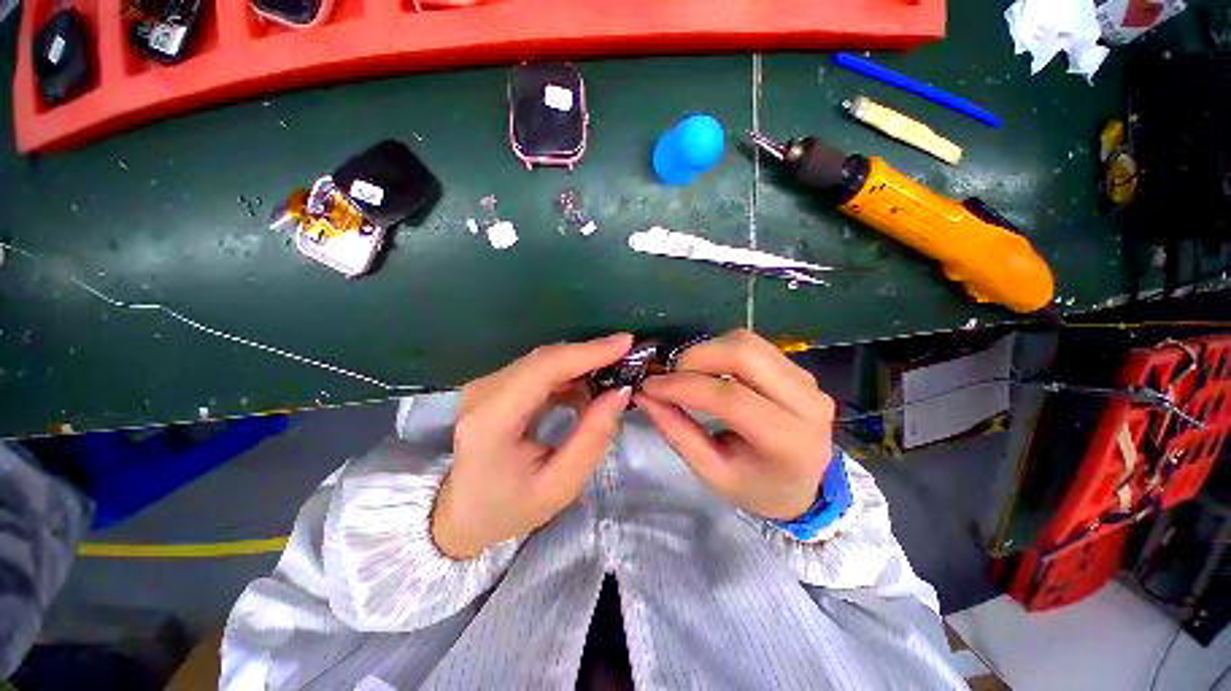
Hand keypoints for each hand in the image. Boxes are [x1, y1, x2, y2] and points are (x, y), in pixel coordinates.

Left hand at [432, 334, 633, 559]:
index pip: (544, 369)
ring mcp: (485, 385)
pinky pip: (537, 369)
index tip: (626, 343)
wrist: (462, 515)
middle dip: (590, 354)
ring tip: (611, 377)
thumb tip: (621, 392)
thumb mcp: (560, 485)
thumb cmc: (510, 508)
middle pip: (544, 358)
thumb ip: (593, 437)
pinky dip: (567, 374)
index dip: (587, 352)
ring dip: (580, 364)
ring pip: (543, 360)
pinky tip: (585, 390)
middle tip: (627, 358)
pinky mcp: (493, 386)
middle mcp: (483, 392)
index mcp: (493, 420)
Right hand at [635, 329, 834, 520]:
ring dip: (707, 350)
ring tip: (686, 373)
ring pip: (748, 342)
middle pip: (744, 353)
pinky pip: (753, 345)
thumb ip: (677, 432)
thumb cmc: (756, 487)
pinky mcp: (798, 368)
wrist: (805, 486)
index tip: (650, 385)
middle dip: (696, 357)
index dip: (684, 386)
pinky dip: (721, 351)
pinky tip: (708, 371)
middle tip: (670, 375)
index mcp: (789, 441)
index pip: (731, 399)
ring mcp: (806, 380)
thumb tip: (645, 395)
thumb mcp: (712, 472)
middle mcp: (806, 402)